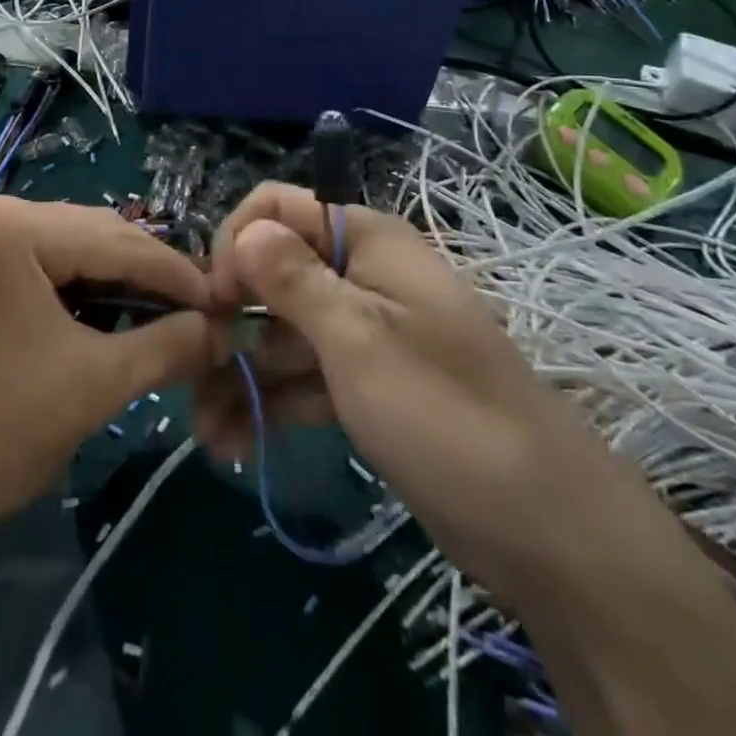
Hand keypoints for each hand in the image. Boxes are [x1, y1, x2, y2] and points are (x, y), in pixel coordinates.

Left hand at [0, 197, 218, 547]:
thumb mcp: (92, 388)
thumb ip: (166, 348)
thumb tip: (220, 329)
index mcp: (9, 226)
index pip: (116, 240)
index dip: (175, 273)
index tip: (221, 301)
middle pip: (87, 233)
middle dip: (141, 273)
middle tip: (190, 312)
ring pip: (58, 243)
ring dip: (105, 277)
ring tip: (148, 314)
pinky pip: (27, 257)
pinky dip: (65, 283)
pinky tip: (92, 312)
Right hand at [194, 183, 651, 591]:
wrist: (543, 527)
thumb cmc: (443, 411)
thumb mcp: (358, 338)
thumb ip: (293, 279)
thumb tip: (243, 229)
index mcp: (365, 240)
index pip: (276, 208)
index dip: (236, 243)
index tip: (215, 301)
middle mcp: (359, 274)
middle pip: (272, 273)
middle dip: (229, 317)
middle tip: (192, 371)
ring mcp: (361, 333)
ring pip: (282, 333)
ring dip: (240, 373)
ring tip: (203, 428)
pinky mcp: (364, 386)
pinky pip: (303, 379)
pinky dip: (270, 404)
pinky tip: (231, 443)